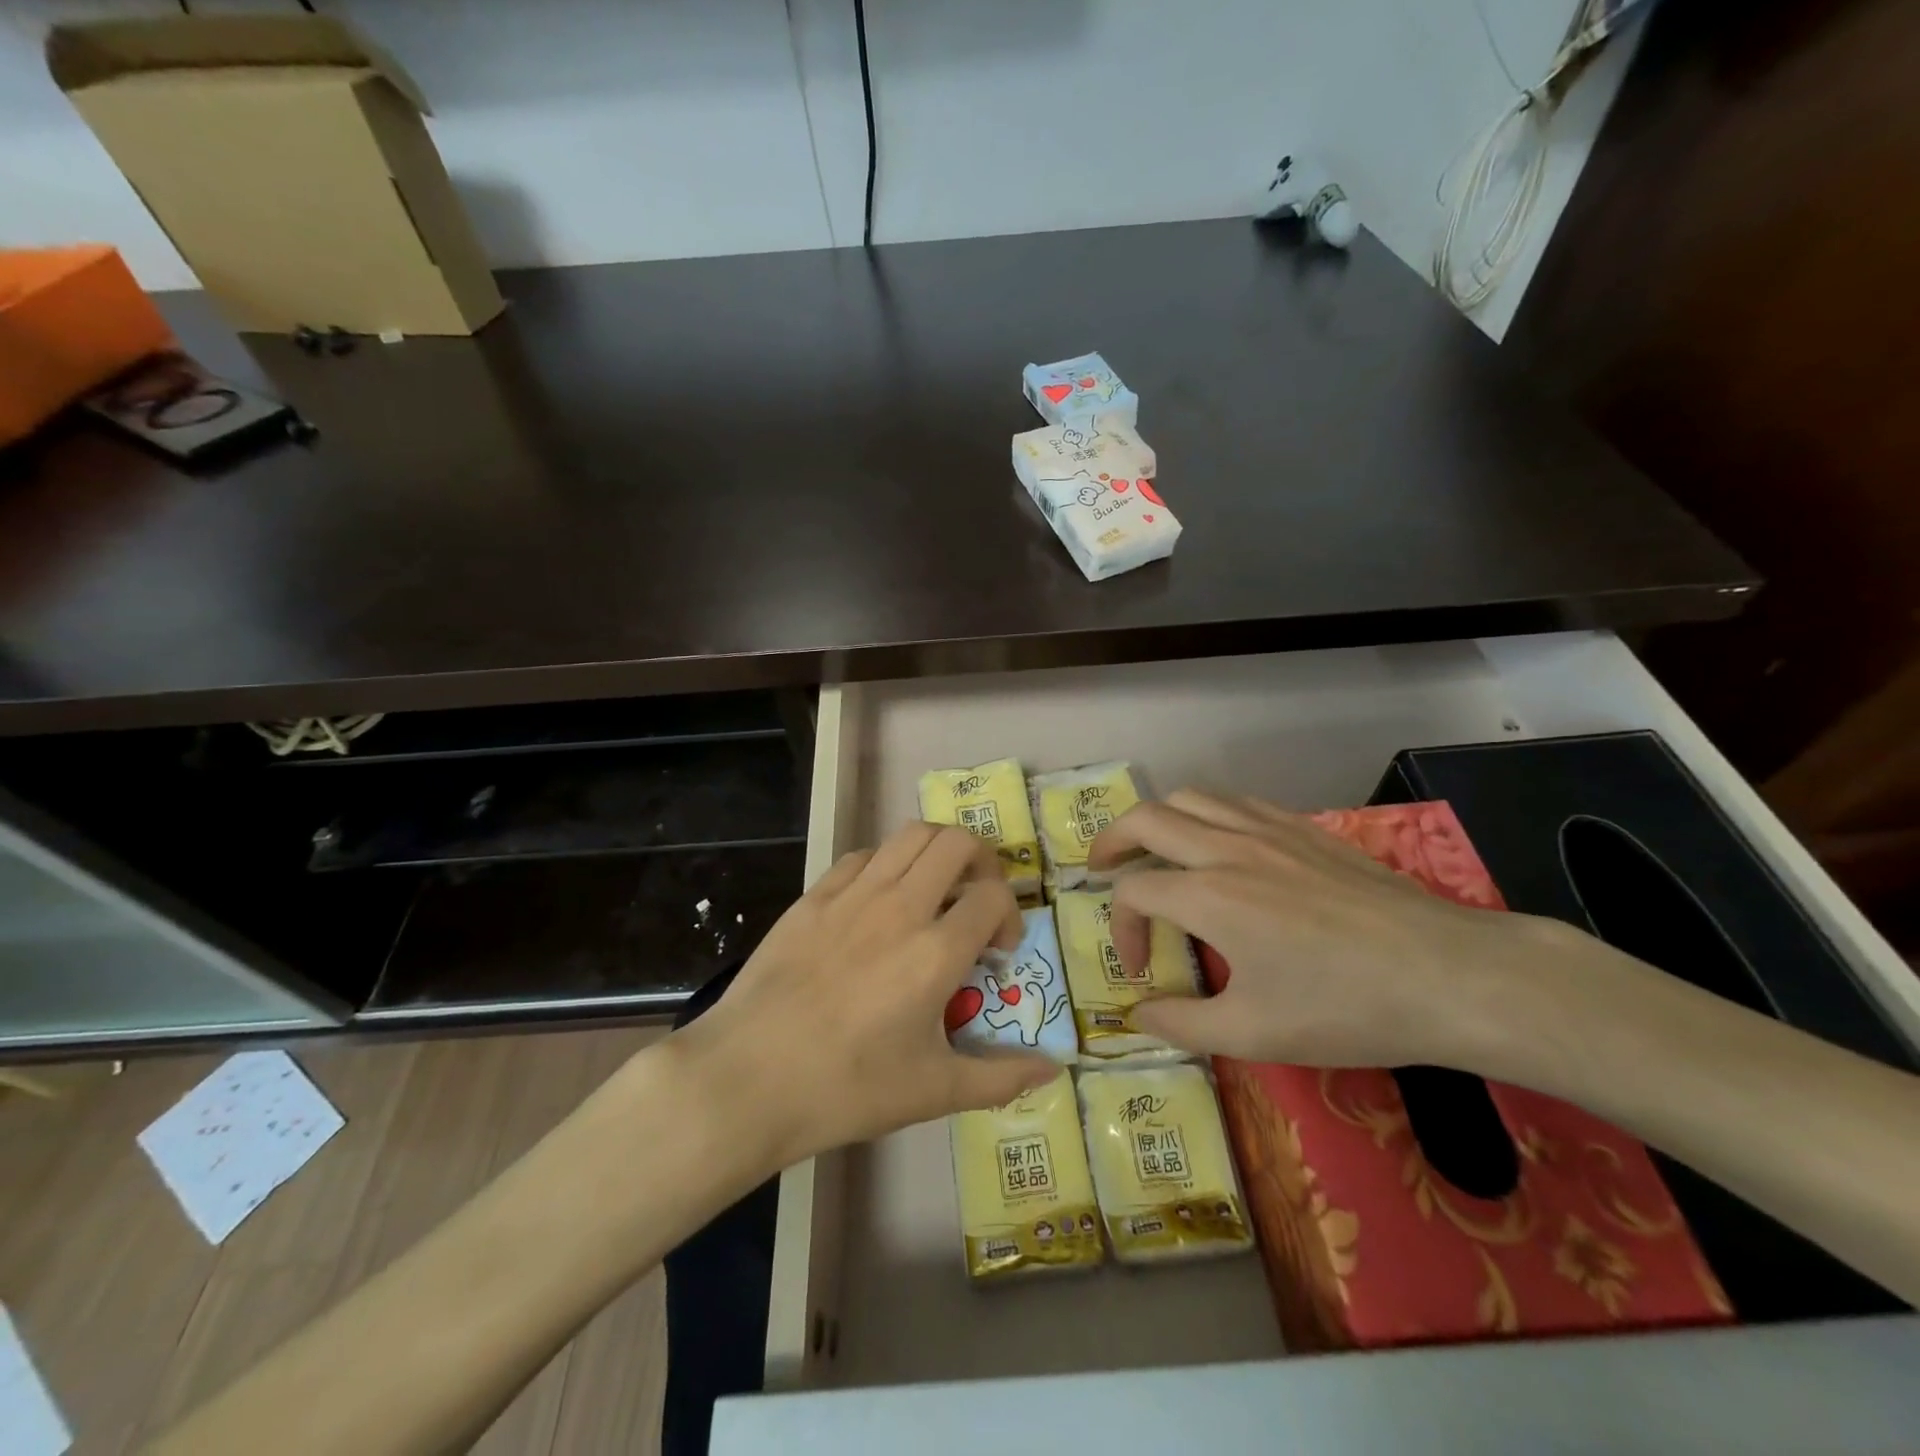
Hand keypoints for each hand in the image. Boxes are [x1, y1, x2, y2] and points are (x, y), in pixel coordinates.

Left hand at [674, 822, 1057, 1169]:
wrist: (748, 1078)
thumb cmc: (846, 1088)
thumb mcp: (933, 1092)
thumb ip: (1000, 1078)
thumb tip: (1054, 1070)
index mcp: (936, 951)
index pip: (993, 895)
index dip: (1010, 914)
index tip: (998, 950)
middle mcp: (900, 906)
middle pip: (956, 842)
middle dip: (981, 861)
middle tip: (975, 897)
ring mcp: (853, 894)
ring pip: (909, 834)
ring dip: (935, 850)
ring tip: (934, 887)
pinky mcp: (814, 895)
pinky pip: (861, 856)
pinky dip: (885, 864)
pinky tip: (878, 900)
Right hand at [1088, 790, 1578, 1069]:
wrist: (1449, 974)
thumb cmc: (1346, 1007)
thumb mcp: (1254, 1034)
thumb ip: (1182, 1022)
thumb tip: (1137, 1016)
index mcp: (1208, 895)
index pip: (1133, 891)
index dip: (1121, 928)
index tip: (1141, 971)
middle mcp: (1227, 848)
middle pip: (1147, 818)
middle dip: (1112, 840)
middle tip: (1101, 868)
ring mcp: (1268, 830)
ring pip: (1191, 797)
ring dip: (1159, 818)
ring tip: (1153, 848)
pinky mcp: (1304, 828)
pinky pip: (1236, 801)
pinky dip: (1207, 813)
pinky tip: (1220, 845)